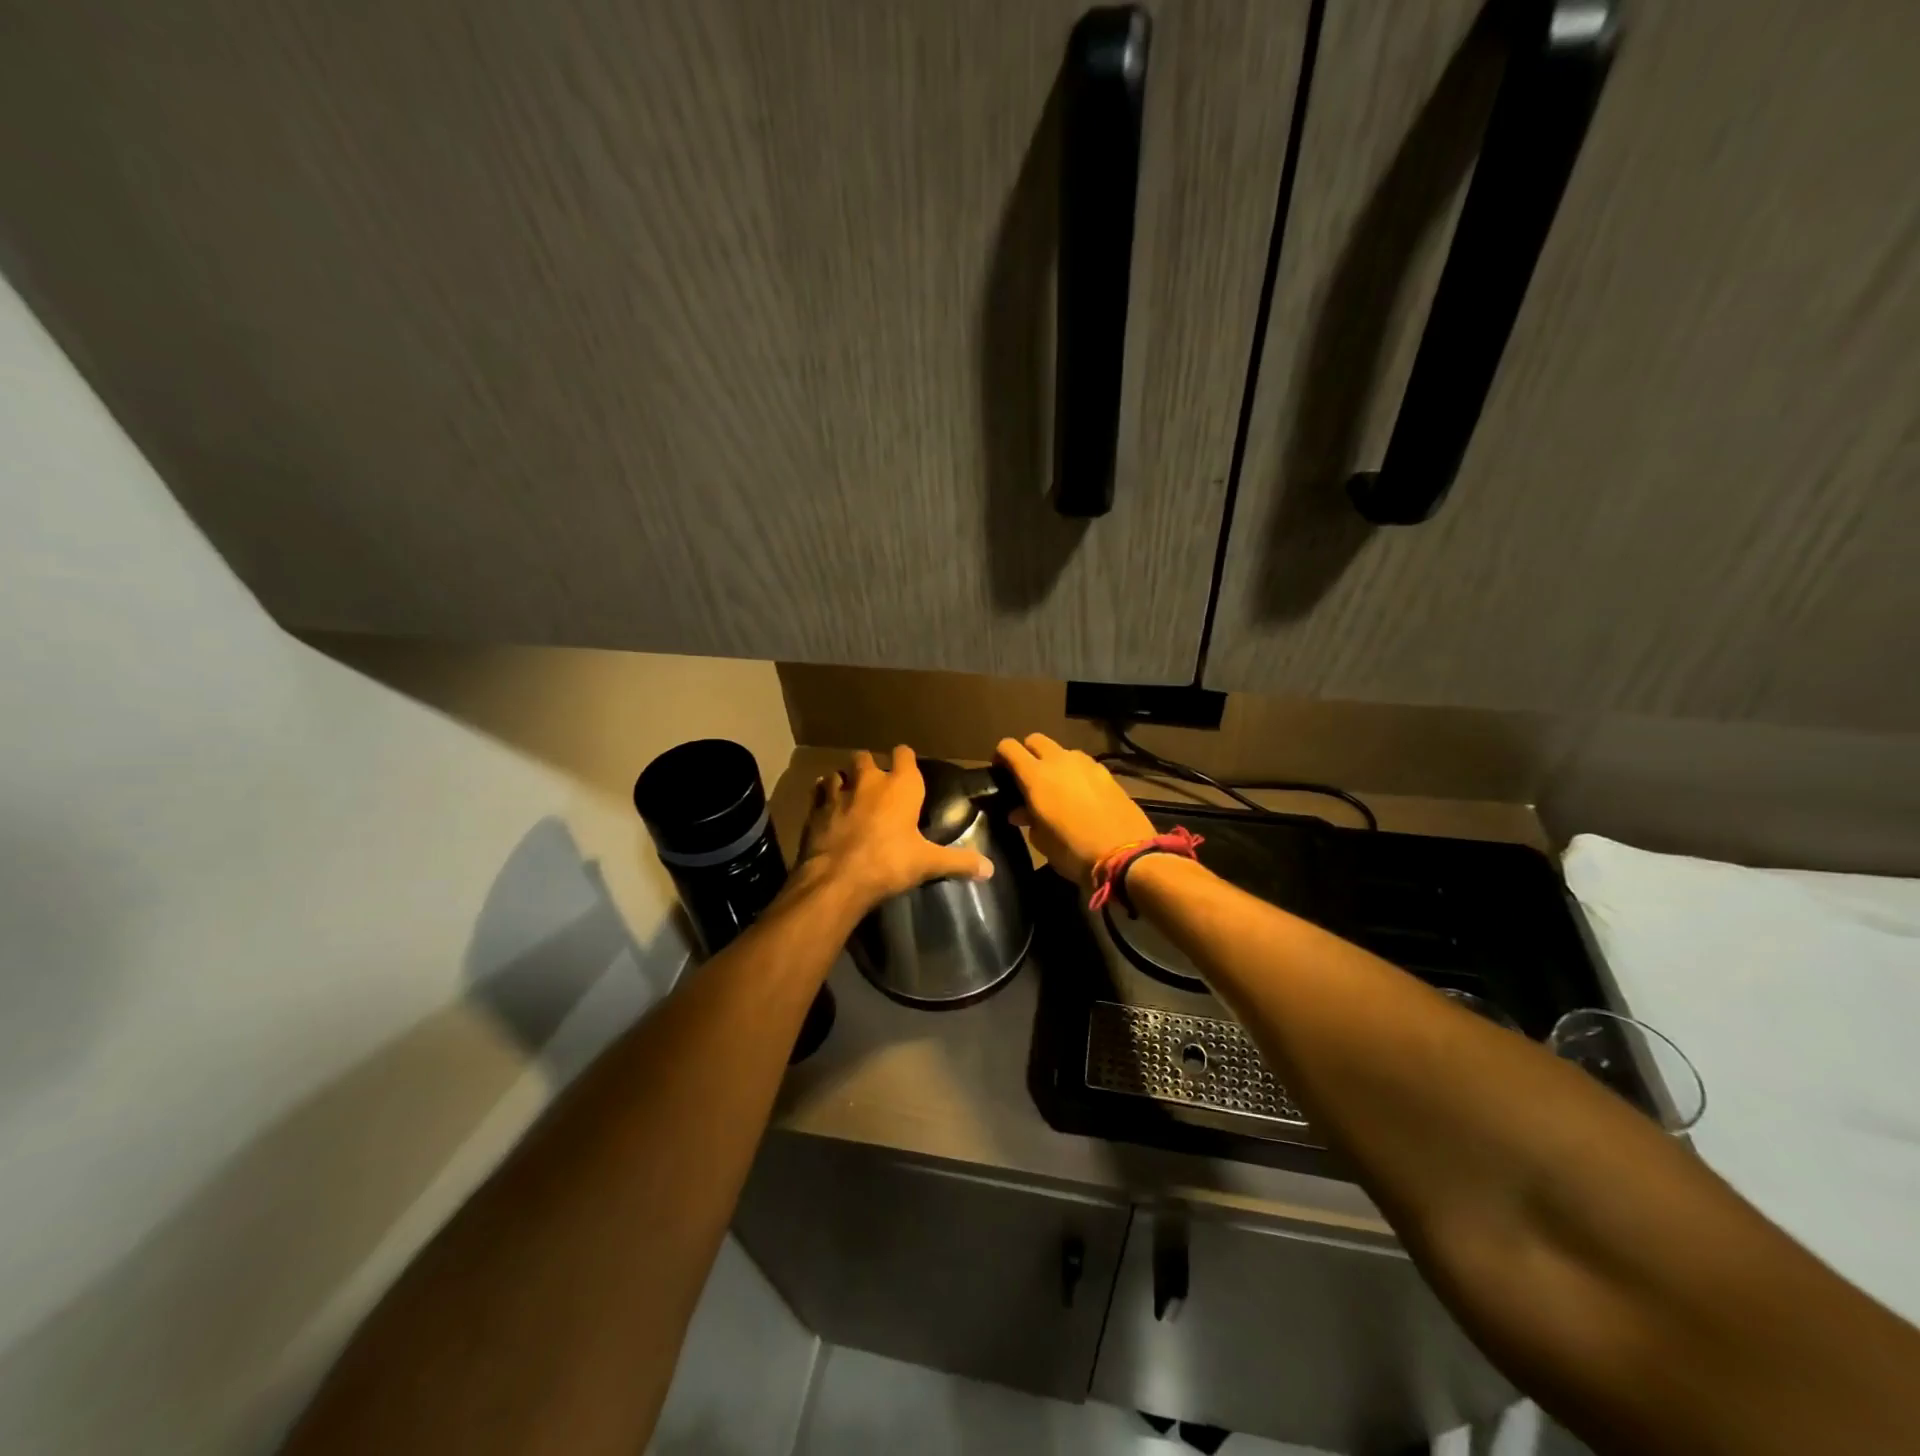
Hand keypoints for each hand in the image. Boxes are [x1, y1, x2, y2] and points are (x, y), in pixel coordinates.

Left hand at [795, 745, 993, 911]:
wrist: (837, 879)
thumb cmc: (889, 863)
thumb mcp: (928, 863)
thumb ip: (959, 862)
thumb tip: (990, 869)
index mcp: (901, 787)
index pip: (904, 755)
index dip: (905, 759)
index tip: (907, 767)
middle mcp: (868, 782)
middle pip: (865, 758)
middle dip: (869, 766)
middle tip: (875, 784)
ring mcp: (838, 793)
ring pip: (838, 774)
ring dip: (844, 781)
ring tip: (848, 795)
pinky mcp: (815, 810)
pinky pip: (817, 794)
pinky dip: (821, 797)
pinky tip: (824, 808)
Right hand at [996, 733, 1155, 887]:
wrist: (1125, 855)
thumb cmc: (1073, 851)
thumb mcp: (1041, 841)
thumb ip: (1028, 818)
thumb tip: (1020, 811)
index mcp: (1036, 776)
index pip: (1009, 747)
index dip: (1000, 756)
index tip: (1000, 772)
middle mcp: (1059, 761)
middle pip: (1036, 740)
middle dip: (1028, 753)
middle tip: (1027, 777)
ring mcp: (1086, 764)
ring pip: (1062, 751)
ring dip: (1054, 763)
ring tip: (1058, 788)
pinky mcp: (1107, 773)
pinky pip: (1083, 765)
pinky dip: (1076, 773)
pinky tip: (1081, 796)